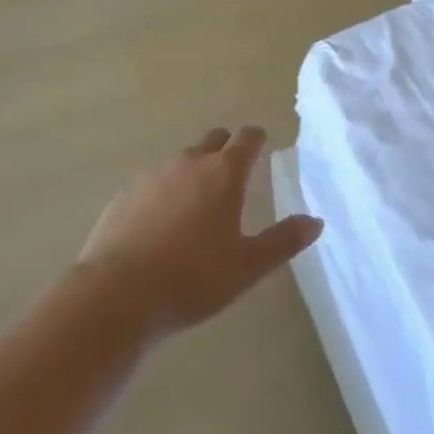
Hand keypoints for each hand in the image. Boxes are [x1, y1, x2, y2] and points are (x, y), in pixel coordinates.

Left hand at [79, 126, 321, 335]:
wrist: (117, 295)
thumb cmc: (192, 278)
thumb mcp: (247, 266)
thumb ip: (283, 241)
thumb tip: (316, 221)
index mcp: (224, 173)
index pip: (247, 137)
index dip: (257, 139)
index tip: (262, 146)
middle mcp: (191, 162)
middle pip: (214, 140)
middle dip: (226, 149)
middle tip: (232, 177)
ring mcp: (154, 174)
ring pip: (182, 161)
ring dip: (194, 172)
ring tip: (196, 206)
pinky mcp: (126, 193)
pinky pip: (153, 182)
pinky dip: (163, 192)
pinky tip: (160, 224)